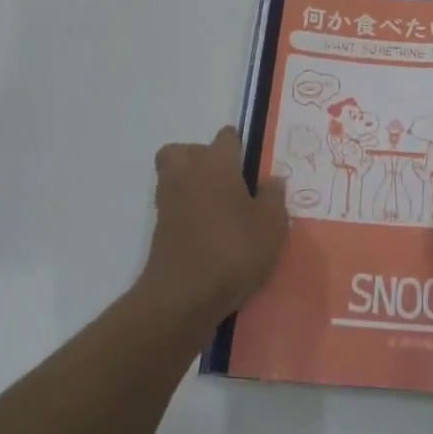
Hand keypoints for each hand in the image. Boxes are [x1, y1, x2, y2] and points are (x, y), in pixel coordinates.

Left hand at [142, 127, 287, 324]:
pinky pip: (174, 207)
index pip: (226, 137)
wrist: (184, 296)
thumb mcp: (271, 225)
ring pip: (174, 176)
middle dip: (202, 158)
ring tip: (218, 207)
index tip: (252, 164)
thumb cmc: (234, 250)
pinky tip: (209, 232)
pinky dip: (186, 213)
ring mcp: (169, 201)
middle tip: (227, 180)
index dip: (238, 146)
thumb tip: (271, 179)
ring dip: (191, 184)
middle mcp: (188, 173)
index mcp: (217, 163)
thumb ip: (274, 197)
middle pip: (186, 151)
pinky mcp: (159, 229)